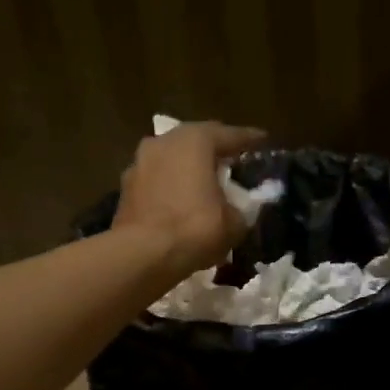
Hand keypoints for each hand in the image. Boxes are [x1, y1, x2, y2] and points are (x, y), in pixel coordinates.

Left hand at [112, 120, 264, 277]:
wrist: (143, 255)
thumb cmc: (195, 229)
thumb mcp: (234, 222)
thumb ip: (241, 208)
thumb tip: (238, 209)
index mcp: (194, 141)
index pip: (229, 135)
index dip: (249, 139)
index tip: (263, 140)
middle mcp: (164, 142)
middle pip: (196, 142)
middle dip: (214, 152)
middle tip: (232, 162)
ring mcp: (139, 163)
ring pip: (172, 161)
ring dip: (188, 170)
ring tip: (204, 184)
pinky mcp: (126, 189)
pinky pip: (157, 182)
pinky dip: (171, 188)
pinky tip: (181, 203)